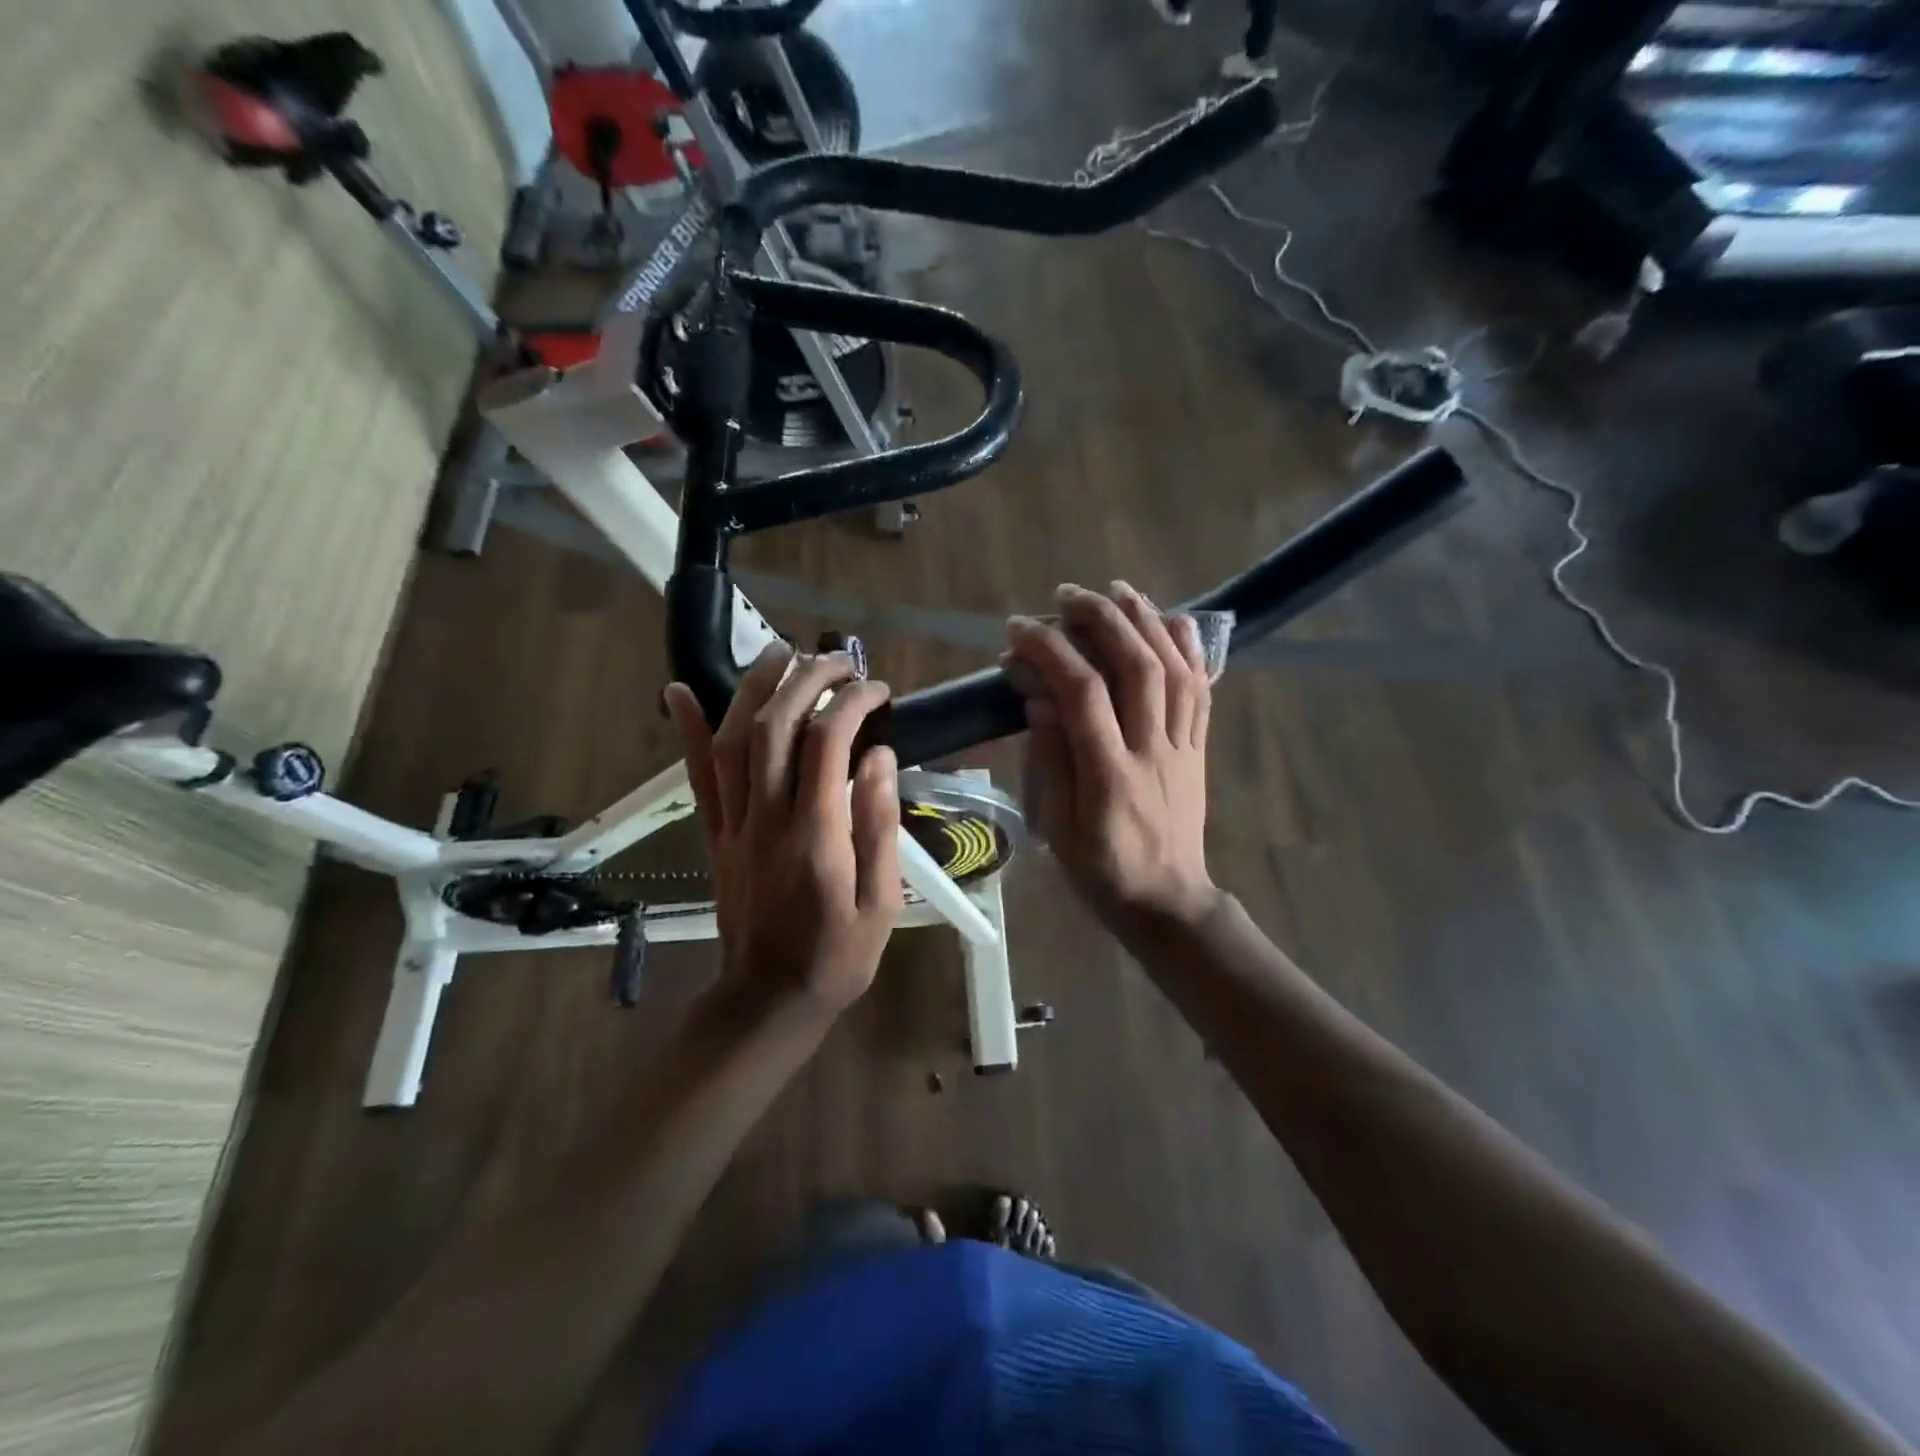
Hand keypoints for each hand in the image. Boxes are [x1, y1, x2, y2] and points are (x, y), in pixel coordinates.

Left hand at [664, 645, 901, 1014]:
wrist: (769, 1000)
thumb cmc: (838, 955)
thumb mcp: (882, 902)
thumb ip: (879, 826)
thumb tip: (879, 757)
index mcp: (817, 838)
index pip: (827, 745)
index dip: (851, 703)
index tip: (876, 690)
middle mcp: (767, 821)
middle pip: (774, 728)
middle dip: (806, 680)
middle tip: (837, 659)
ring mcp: (733, 826)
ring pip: (732, 741)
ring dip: (753, 687)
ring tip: (780, 651)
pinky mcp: (714, 834)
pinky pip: (697, 776)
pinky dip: (688, 730)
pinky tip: (679, 690)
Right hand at [1005, 582, 1218, 933]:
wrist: (1167, 901)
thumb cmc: (1100, 872)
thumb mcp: (1057, 828)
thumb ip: (1049, 762)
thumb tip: (1039, 700)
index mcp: (1109, 775)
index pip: (1082, 694)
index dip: (1050, 652)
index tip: (1018, 630)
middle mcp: (1152, 751)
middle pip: (1136, 668)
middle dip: (1101, 620)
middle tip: (1066, 595)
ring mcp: (1182, 748)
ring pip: (1174, 671)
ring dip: (1146, 622)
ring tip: (1118, 591)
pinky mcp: (1199, 749)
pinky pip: (1202, 692)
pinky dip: (1190, 650)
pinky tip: (1175, 620)